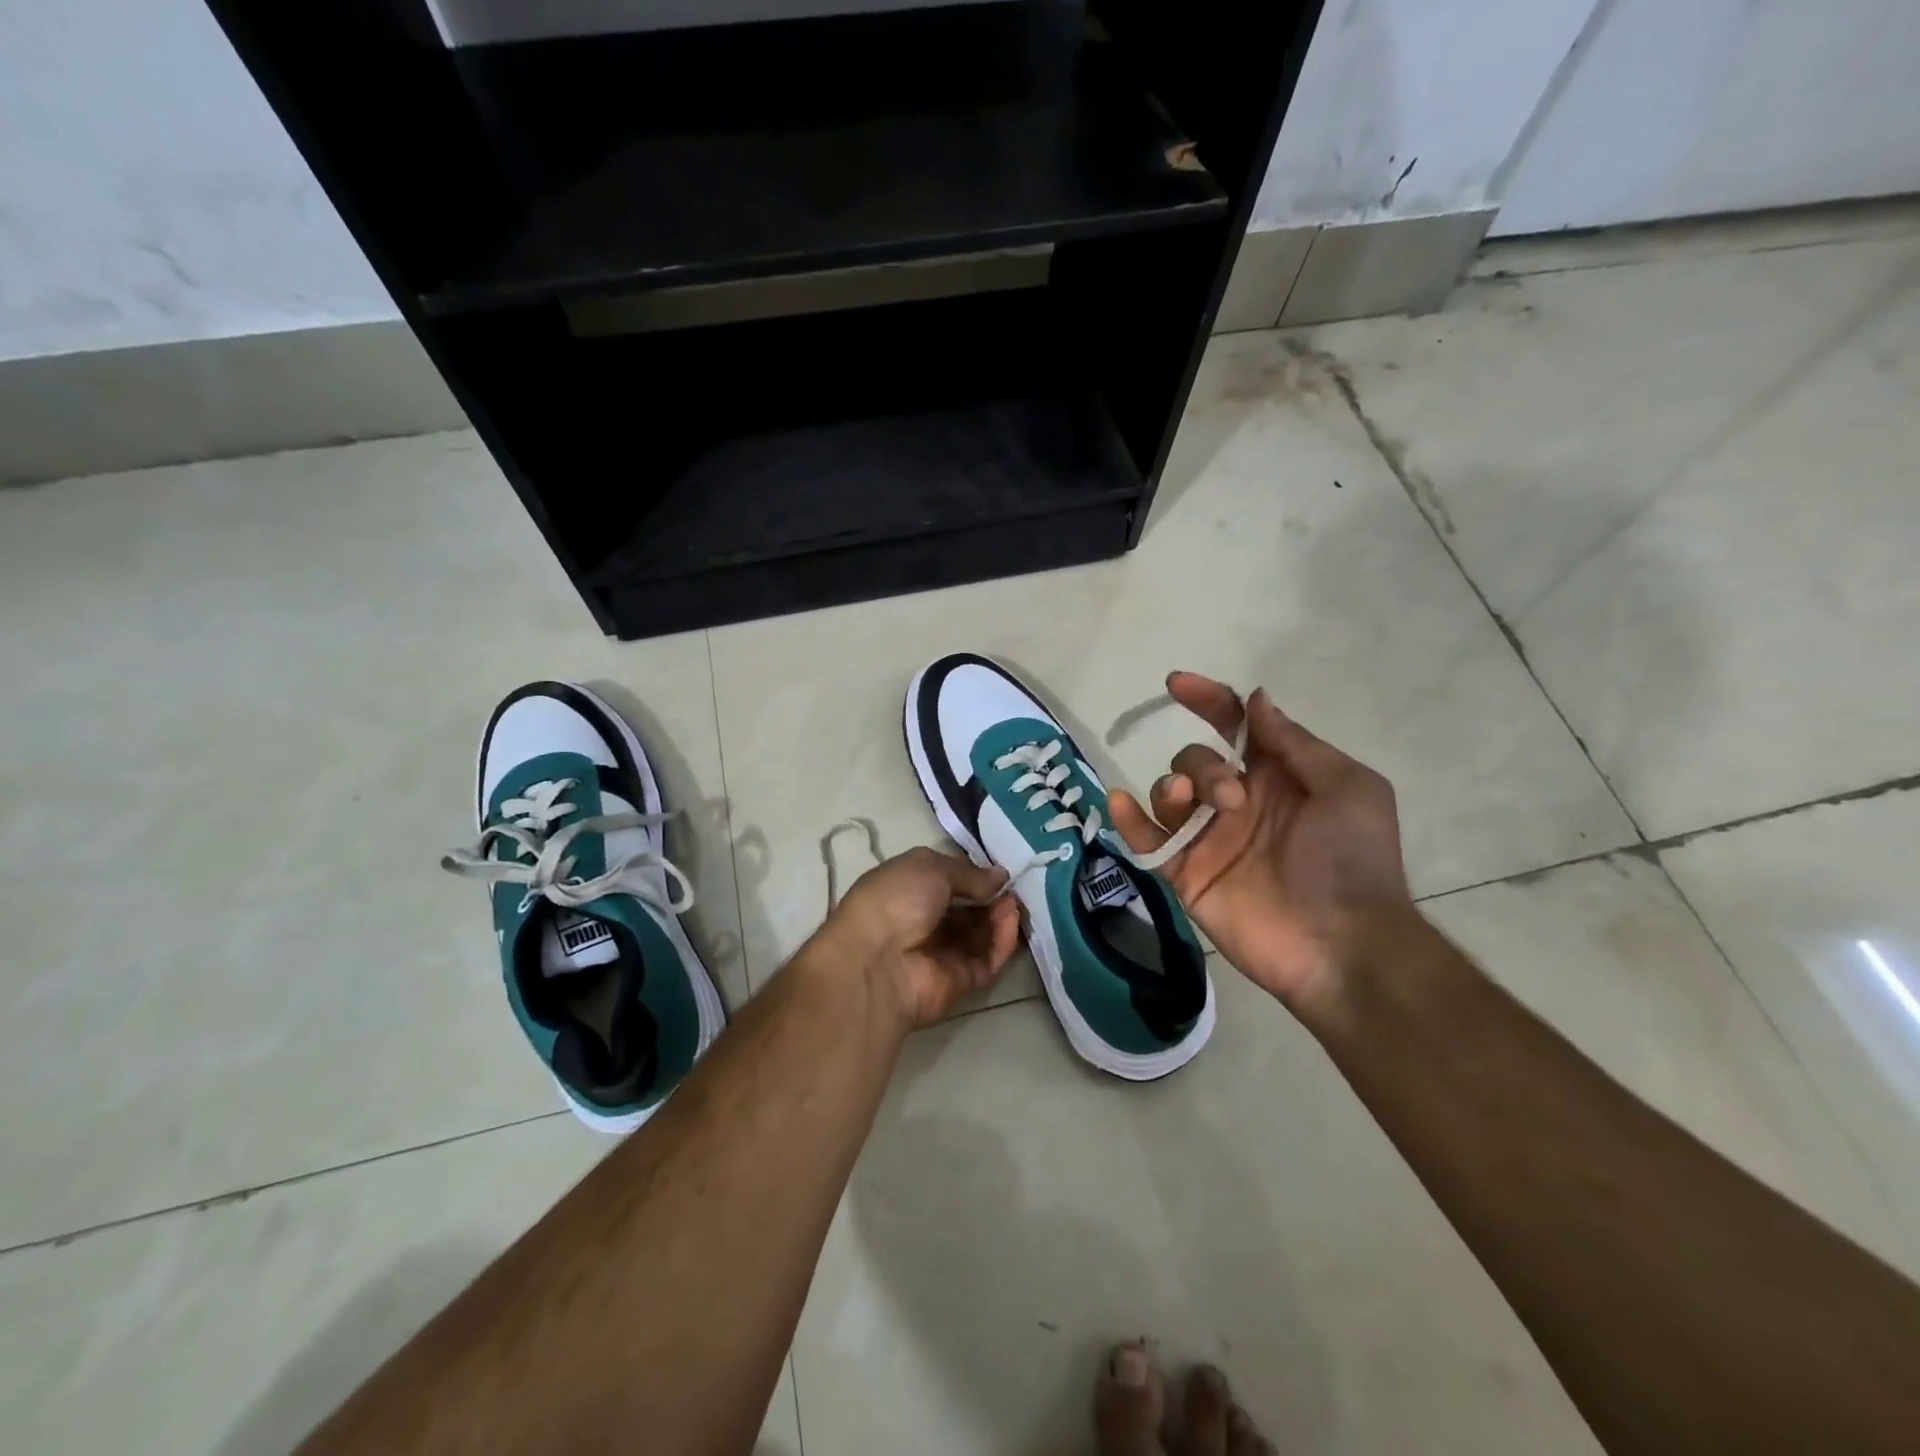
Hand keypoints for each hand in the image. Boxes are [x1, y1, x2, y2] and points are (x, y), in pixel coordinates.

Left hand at [818, 847, 1022, 1029]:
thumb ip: (969, 873)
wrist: (875, 962)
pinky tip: (1010, 921)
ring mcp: (943, 954)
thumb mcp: (930, 868)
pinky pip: (987, 960)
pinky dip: (1002, 941)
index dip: (974, 876)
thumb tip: (1000, 876)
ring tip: (1015, 903)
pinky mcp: (960, 982)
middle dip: (992, 898)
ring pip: (981, 936)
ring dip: (1000, 917)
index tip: (1000, 871)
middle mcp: (925, 923)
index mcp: (909, 891)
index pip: (947, 882)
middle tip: (1015, 888)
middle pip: (967, 911)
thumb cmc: (895, 900)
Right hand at [1108, 673, 1415, 1015]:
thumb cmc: (1353, 860)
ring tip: (1190, 807)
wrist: (1343, 944)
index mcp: (1276, 778)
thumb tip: (1255, 699)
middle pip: (1195, 759)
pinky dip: (1126, 820)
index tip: (1176, 684)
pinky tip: (1120, 803)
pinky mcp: (1185, 874)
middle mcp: (1237, 803)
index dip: (1207, 700)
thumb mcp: (1346, 788)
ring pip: (1167, 793)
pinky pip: (1146, 840)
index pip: (1233, 727)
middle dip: (1203, 766)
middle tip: (1232, 799)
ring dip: (1171, 787)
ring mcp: (1208, 839)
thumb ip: (1295, 744)